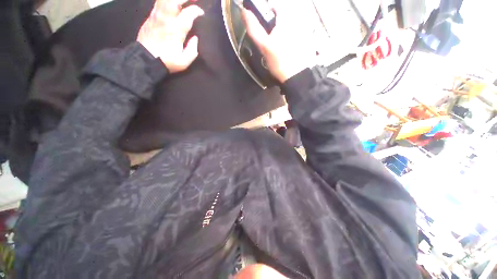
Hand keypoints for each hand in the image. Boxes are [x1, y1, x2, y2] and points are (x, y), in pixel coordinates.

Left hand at [137, 0, 203, 72]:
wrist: (146, 60)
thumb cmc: (167, 61)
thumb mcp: (184, 61)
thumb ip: (192, 50)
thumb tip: (195, 38)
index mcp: (176, 30)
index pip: (188, 13)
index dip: (196, 10)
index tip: (201, 13)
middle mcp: (166, 19)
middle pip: (175, 0)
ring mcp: (156, 15)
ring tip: (184, 0)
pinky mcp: (151, 16)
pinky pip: (159, 2)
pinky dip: (167, 0)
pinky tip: (172, 3)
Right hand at [242, 0, 313, 82]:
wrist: (297, 77)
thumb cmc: (279, 61)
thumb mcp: (264, 46)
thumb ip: (254, 29)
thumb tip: (244, 12)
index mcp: (286, 18)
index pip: (276, 6)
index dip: (268, 13)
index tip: (265, 26)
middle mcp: (298, 20)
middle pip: (284, 17)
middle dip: (277, 26)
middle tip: (273, 43)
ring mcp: (305, 31)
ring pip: (292, 26)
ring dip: (285, 34)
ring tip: (281, 49)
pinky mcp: (310, 41)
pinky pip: (299, 35)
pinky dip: (293, 40)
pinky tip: (290, 52)